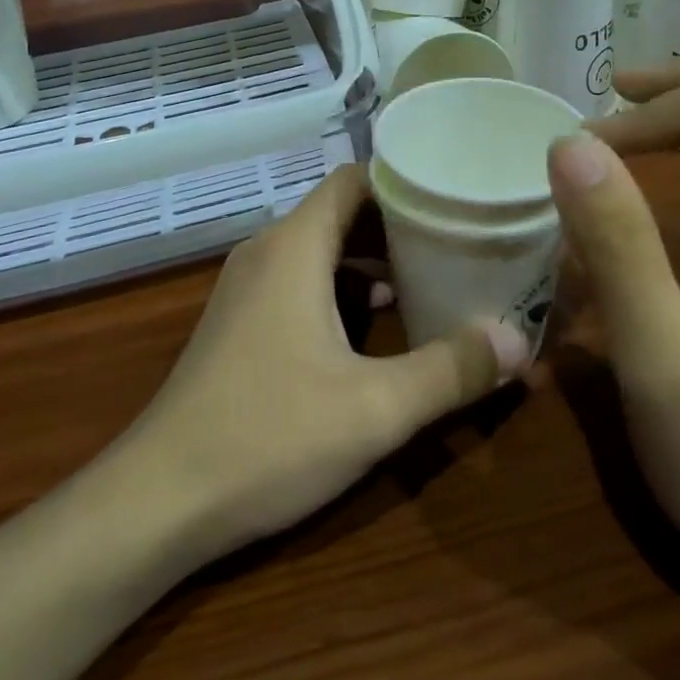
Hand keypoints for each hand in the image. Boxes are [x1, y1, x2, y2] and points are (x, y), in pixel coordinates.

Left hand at [123, 164, 526, 562]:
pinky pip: (300, 280)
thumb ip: (452, 370)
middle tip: (459, 239)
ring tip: (431, 279)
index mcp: (294, 246)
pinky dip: (342, 287)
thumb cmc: (268, 436)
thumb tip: (520, 340)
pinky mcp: (240, 321)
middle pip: (341, 212)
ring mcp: (247, 287)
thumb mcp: (375, 409)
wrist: (158, 499)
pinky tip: (377, 326)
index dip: (404, 181)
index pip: (354, 180)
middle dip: (399, 224)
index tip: (454, 196)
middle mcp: (268, 251)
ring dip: (372, 260)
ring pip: (321, 249)